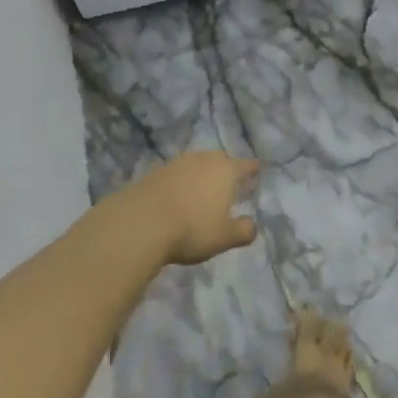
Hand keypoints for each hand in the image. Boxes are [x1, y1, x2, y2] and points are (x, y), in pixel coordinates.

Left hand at [119, 152, 258, 266]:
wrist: (141, 222)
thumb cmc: (192, 228)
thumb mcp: (224, 237)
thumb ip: (244, 230)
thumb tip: (252, 225)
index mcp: (225, 171)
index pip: (245, 165)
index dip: (252, 169)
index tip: (256, 170)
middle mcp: (203, 160)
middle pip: (219, 159)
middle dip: (225, 169)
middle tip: (228, 183)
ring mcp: (177, 163)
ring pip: (196, 164)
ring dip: (200, 175)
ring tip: (202, 190)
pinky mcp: (155, 172)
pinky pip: (176, 174)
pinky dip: (181, 182)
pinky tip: (177, 197)